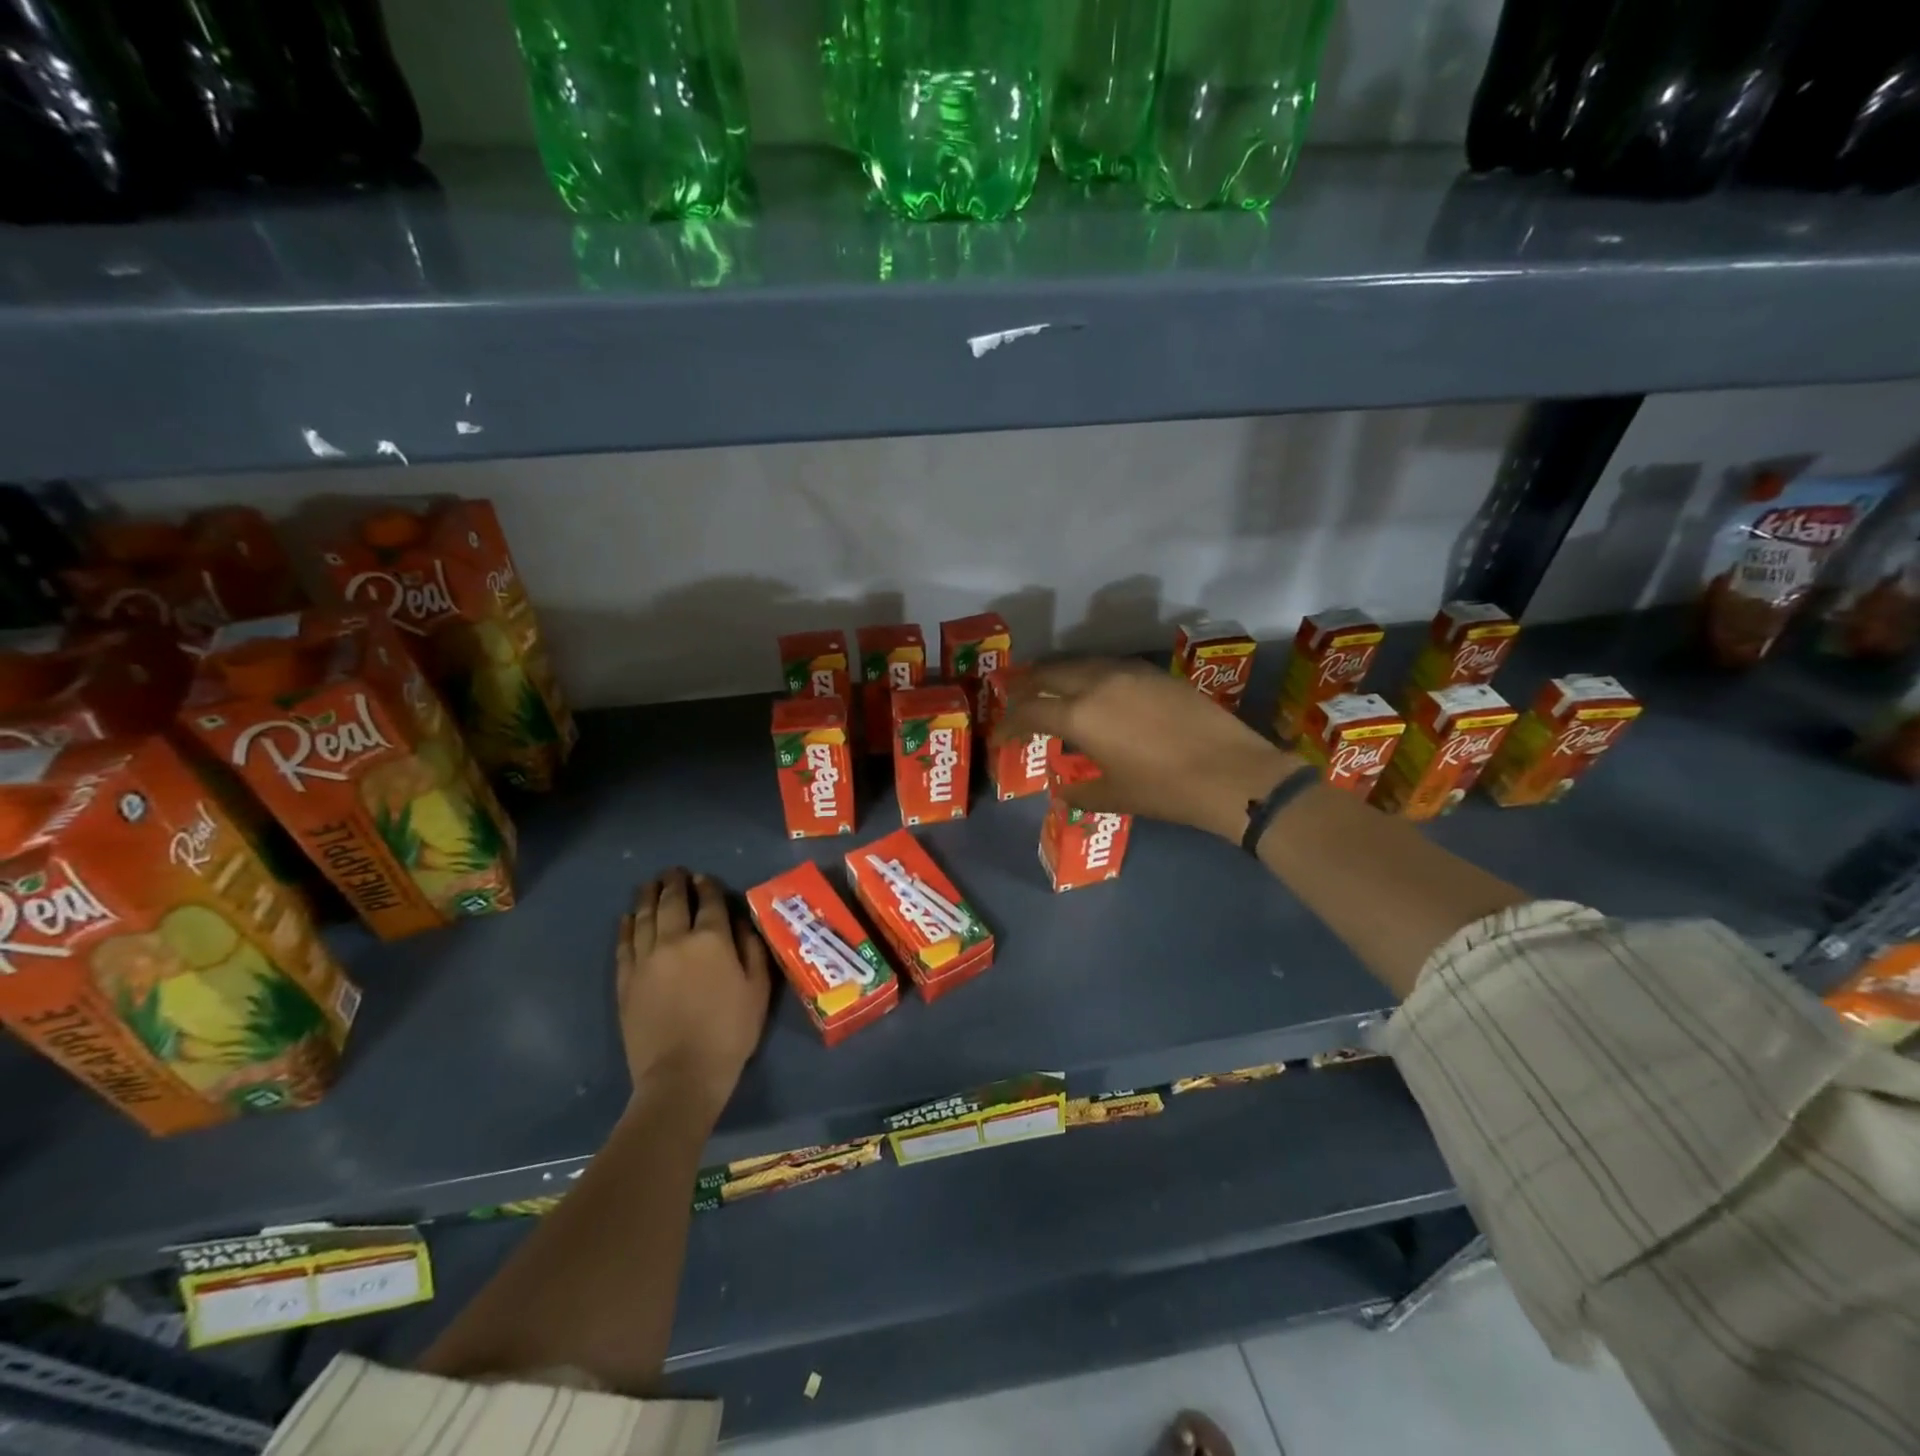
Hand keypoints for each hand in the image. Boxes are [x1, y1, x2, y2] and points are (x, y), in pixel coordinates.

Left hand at [617, 869, 771, 1119]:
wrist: (681, 1075)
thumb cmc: (730, 1031)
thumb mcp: (758, 990)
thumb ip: (752, 949)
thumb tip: (740, 921)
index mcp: (712, 939)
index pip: (709, 901)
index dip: (707, 886)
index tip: (704, 878)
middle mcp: (676, 940)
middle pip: (672, 902)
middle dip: (674, 883)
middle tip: (674, 872)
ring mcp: (646, 959)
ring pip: (644, 917)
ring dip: (648, 896)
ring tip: (650, 884)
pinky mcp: (625, 980)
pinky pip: (624, 944)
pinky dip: (626, 926)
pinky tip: (627, 917)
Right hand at [996, 660, 1299, 841]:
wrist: (1232, 772)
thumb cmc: (1165, 790)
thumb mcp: (1115, 796)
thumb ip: (1080, 792)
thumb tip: (1063, 792)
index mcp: (1079, 715)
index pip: (1029, 712)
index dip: (1008, 724)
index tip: (1000, 737)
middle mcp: (1097, 683)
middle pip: (1049, 674)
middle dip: (1026, 687)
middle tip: (1016, 700)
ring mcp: (1128, 672)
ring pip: (1080, 664)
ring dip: (1058, 675)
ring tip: (1051, 690)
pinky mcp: (1155, 673)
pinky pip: (1109, 666)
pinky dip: (1090, 676)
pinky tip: (1096, 691)